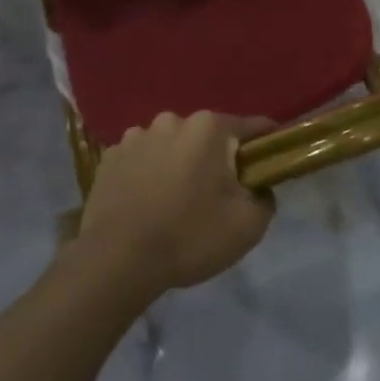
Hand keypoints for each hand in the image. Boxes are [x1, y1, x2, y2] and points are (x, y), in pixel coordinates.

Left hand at [76, 111, 275, 299]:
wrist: (117, 260)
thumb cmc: (189, 236)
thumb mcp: (247, 226)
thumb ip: (265, 198)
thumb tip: (259, 188)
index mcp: (209, 128)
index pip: (251, 127)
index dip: (264, 145)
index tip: (268, 164)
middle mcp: (172, 120)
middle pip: (207, 137)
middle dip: (215, 159)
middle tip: (216, 196)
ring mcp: (136, 136)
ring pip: (171, 146)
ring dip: (178, 164)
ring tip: (175, 203)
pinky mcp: (110, 157)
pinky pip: (141, 160)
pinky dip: (147, 174)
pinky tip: (146, 204)